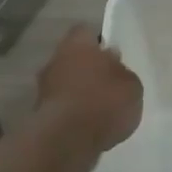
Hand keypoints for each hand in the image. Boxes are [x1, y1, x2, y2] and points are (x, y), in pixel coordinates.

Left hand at [36, 25, 142, 153]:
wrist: (66, 140)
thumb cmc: (104, 102)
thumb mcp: (131, 86)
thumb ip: (123, 72)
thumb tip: (113, 64)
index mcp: (78, 44)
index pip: (86, 31)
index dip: (99, 41)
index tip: (111, 55)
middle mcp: (56, 60)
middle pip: (74, 58)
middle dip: (88, 68)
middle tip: (108, 83)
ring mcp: (44, 87)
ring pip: (66, 82)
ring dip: (79, 92)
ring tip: (101, 108)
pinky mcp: (40, 114)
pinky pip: (62, 106)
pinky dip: (73, 112)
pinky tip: (89, 125)